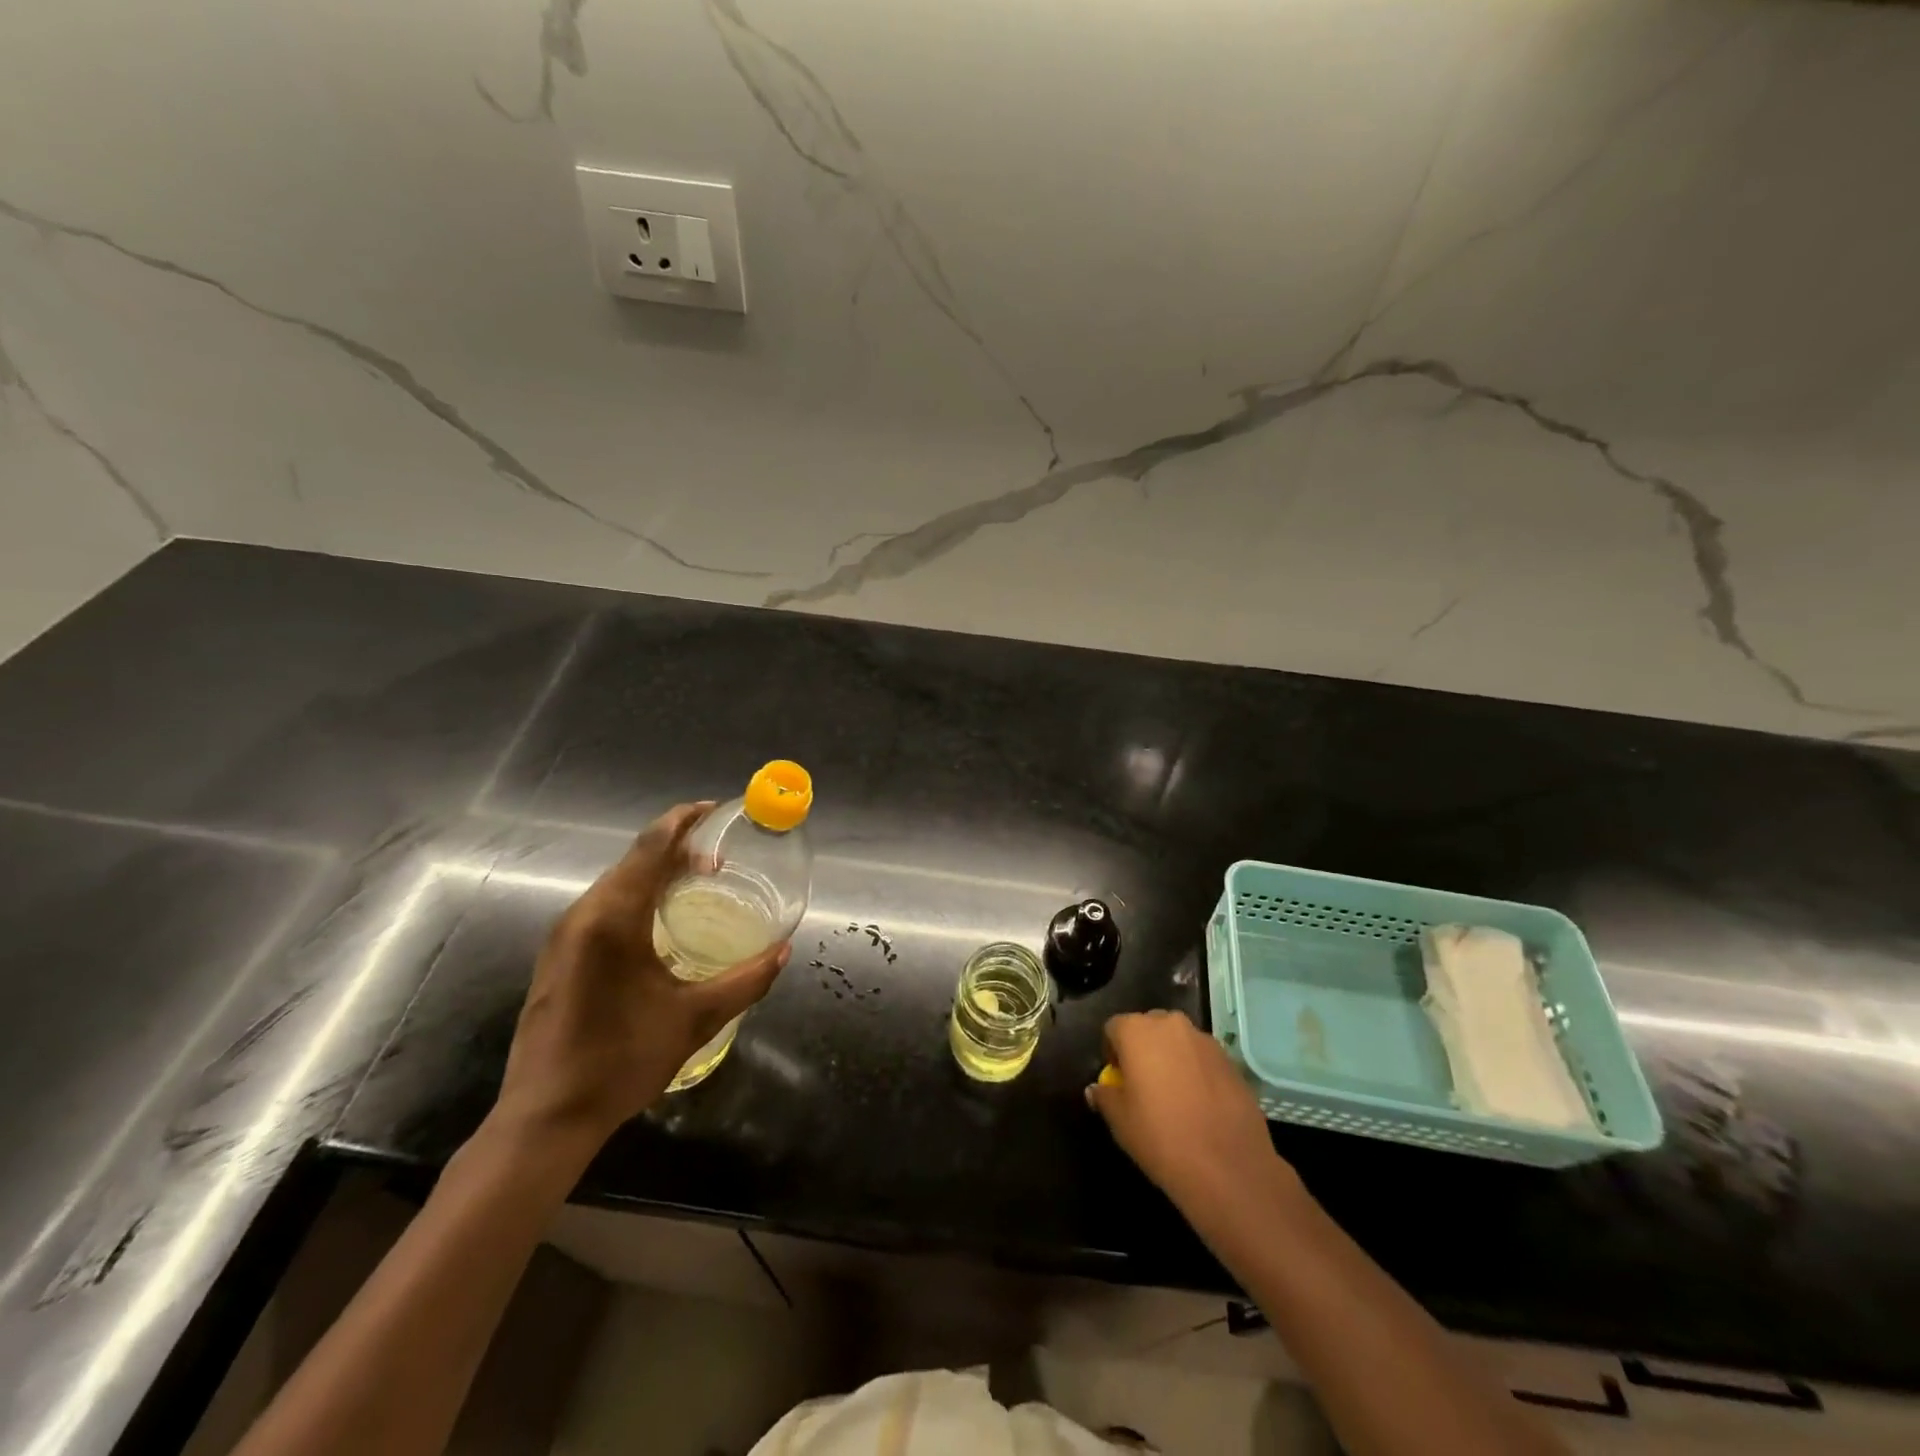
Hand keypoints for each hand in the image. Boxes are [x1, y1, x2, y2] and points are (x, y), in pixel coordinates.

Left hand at [491, 802, 789, 1149]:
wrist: (544, 1118)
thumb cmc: (621, 1061)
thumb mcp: (695, 1019)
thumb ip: (746, 980)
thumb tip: (784, 951)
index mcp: (613, 919)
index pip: (651, 846)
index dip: (684, 820)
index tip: (716, 810)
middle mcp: (582, 916)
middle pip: (633, 859)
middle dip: (676, 847)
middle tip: (719, 857)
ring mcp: (563, 936)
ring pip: (616, 882)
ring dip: (656, 872)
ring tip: (697, 882)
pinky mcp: (557, 956)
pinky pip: (602, 906)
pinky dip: (636, 895)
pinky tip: (660, 920)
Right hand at [1087, 1011, 1296, 1213]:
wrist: (1228, 1168)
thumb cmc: (1161, 1138)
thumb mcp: (1120, 1121)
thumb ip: (1104, 1096)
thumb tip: (1098, 1089)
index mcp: (1137, 1031)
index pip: (1114, 1027)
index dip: (1112, 1052)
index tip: (1117, 1079)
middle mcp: (1172, 1025)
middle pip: (1148, 1028)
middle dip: (1142, 1049)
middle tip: (1143, 1085)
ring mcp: (1205, 1041)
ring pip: (1178, 1041)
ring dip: (1171, 1058)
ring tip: (1174, 1096)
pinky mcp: (1231, 1061)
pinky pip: (1202, 1058)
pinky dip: (1196, 1071)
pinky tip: (1200, 1105)